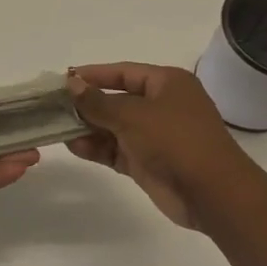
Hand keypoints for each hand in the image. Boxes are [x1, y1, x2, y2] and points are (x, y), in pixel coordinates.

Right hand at [66, 63, 258, 231]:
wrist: (212, 193)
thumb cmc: (175, 140)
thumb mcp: (133, 115)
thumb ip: (98, 101)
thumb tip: (71, 84)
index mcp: (167, 83)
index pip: (123, 72)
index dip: (93, 74)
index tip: (63, 79)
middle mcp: (161, 106)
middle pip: (117, 99)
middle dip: (87, 104)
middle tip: (54, 106)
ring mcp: (155, 136)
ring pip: (114, 127)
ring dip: (88, 128)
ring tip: (58, 128)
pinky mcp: (148, 162)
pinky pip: (117, 150)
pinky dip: (97, 148)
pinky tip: (74, 146)